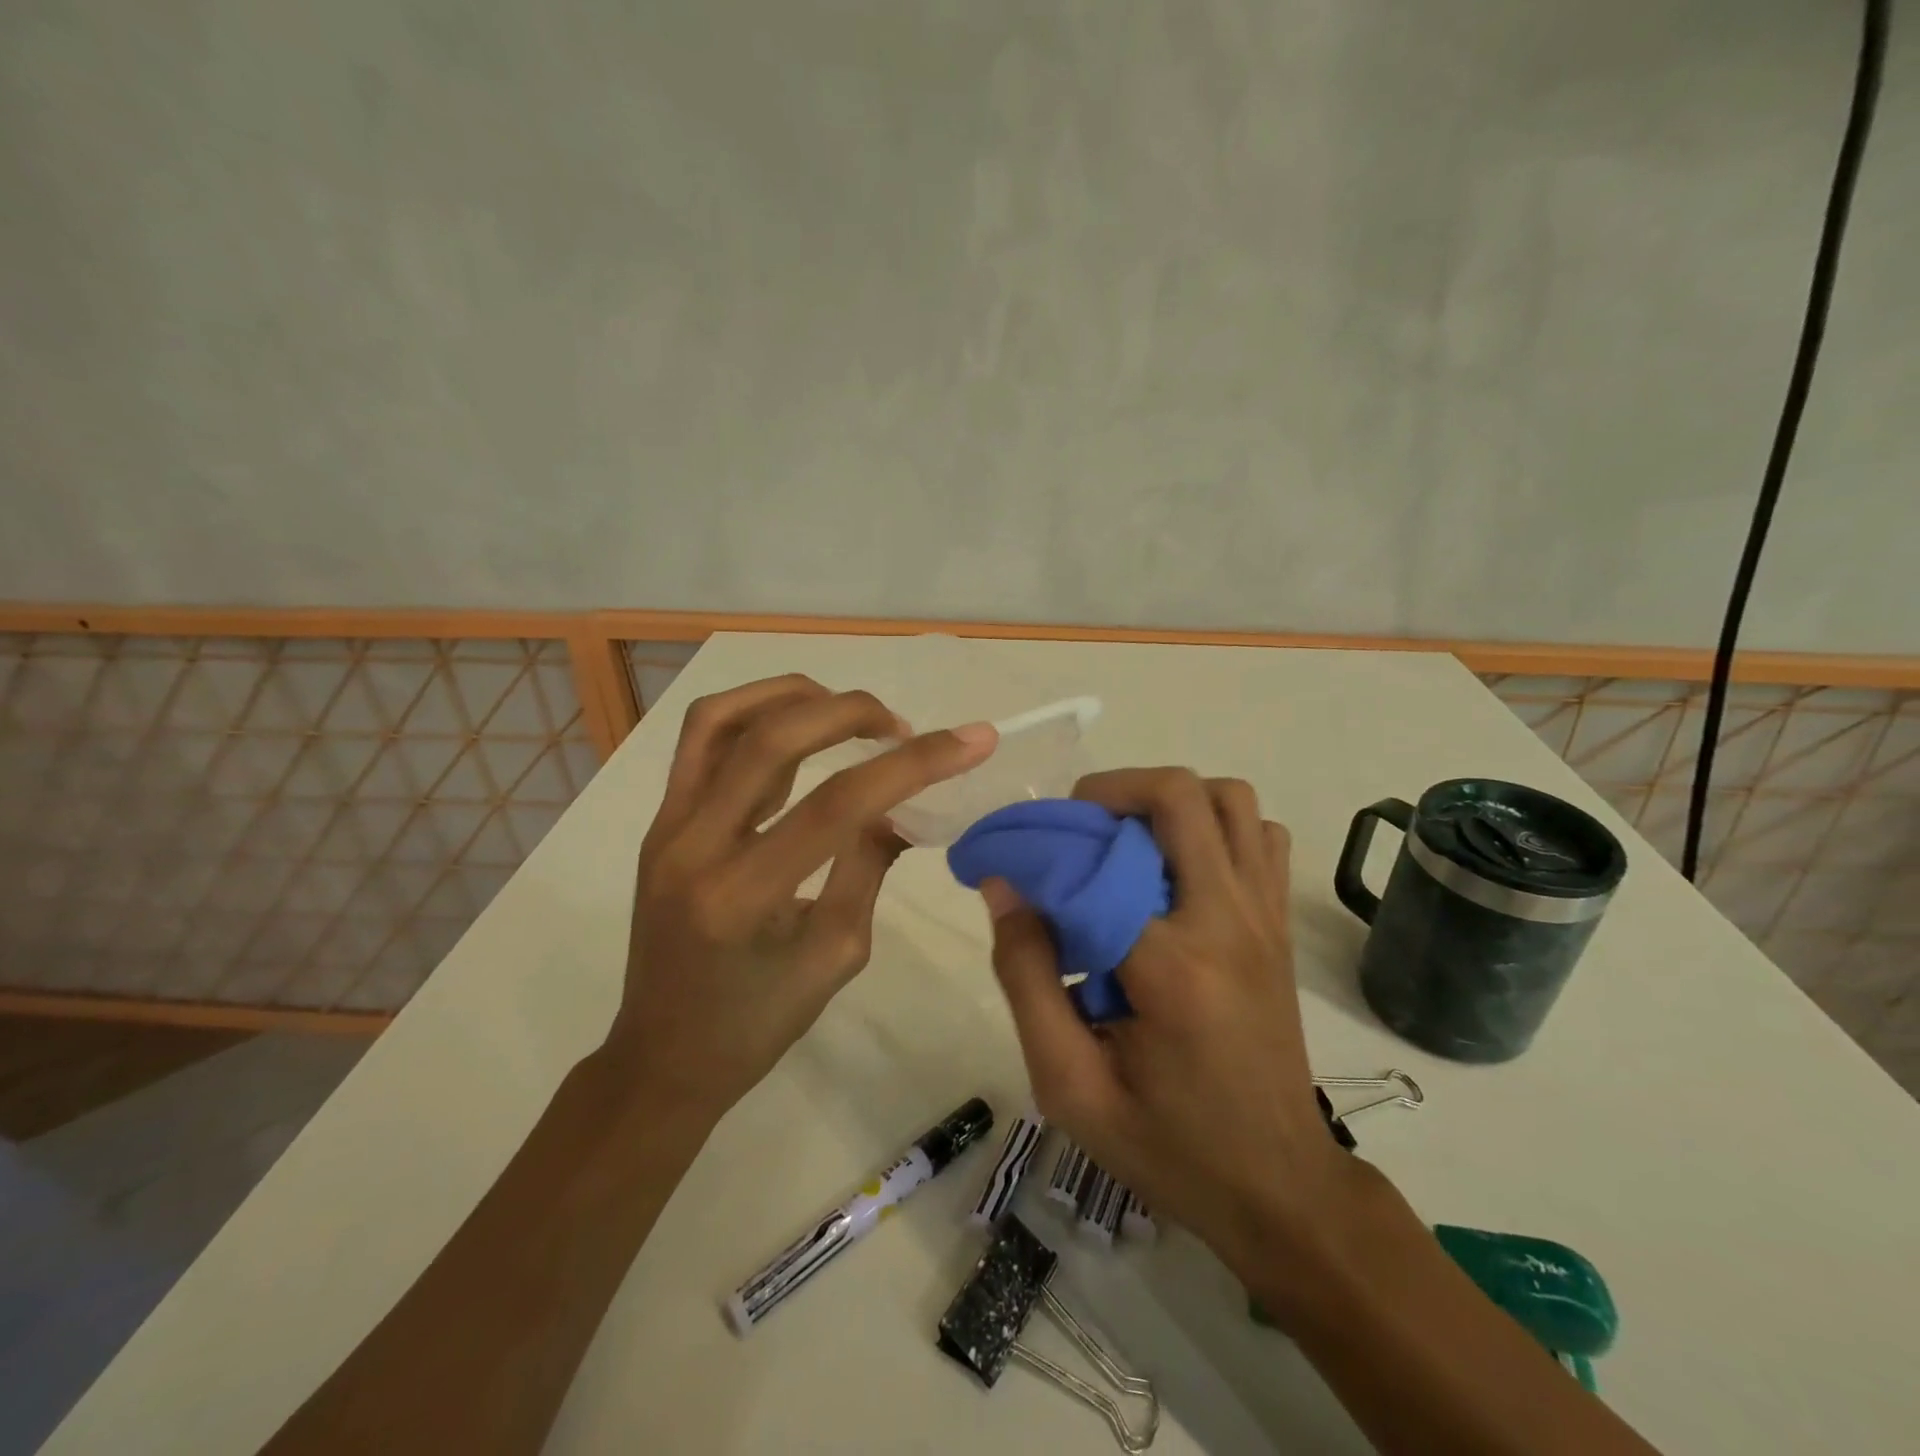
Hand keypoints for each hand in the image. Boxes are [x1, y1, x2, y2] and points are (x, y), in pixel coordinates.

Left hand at [610, 675, 995, 1120]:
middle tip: (901, 726)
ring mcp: (666, 825)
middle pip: (775, 739)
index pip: (838, 804)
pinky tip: (798, 728)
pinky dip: (756, 713)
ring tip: (848, 712)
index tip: (972, 741)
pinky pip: (703, 740)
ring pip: (725, 718)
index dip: (913, 764)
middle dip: (853, 712)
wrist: (662, 1056)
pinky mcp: (660, 819)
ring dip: (795, 696)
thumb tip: (906, 804)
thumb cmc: (756, 1023)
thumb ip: (869, 865)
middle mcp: (693, 846)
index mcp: (743, 897)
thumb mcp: (835, 955)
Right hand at [984, 768, 1361, 1287]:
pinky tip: (1179, 866)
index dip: (1038, 845)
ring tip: (1125, 839)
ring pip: (1228, 798)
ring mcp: (1265, 916)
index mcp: (1171, 967)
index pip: (1093, 865)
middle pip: (1178, 795)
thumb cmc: (1166, 1144)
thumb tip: (1005, 885)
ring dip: (1168, 801)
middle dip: (1110, 790)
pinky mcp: (1281, 923)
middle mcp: (1228, 921)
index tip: (1005, 854)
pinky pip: (1259, 834)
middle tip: (1072, 827)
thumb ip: (1026, 978)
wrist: (1279, 1187)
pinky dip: (1216, 825)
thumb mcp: (1069, 1085)